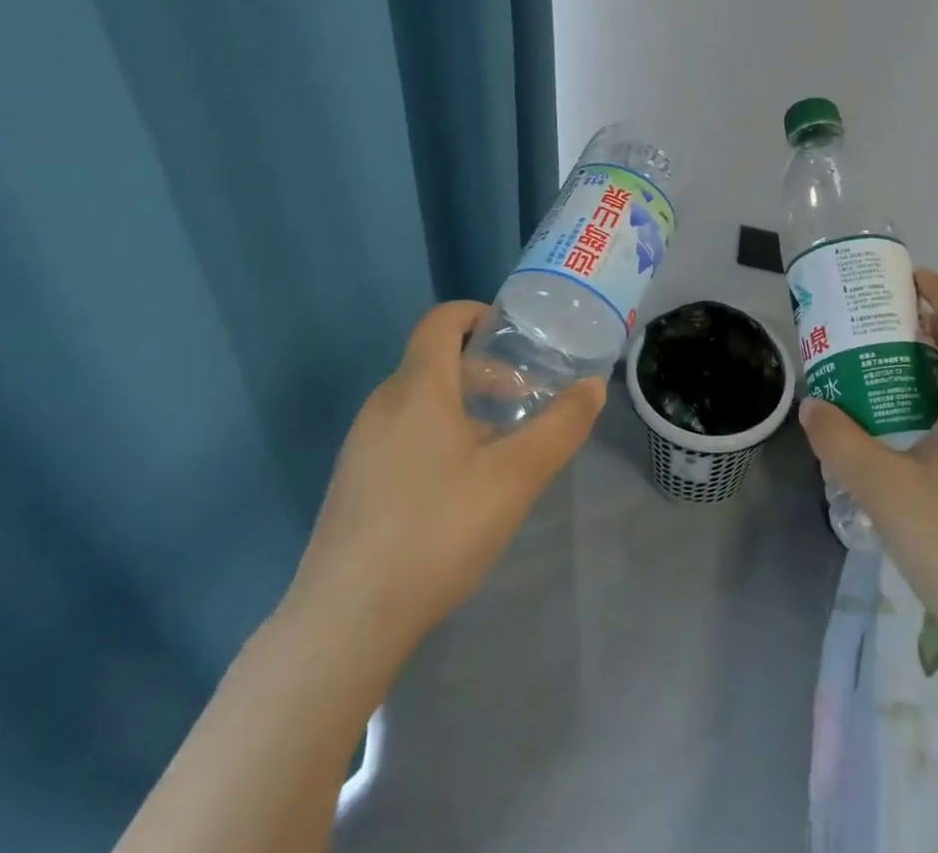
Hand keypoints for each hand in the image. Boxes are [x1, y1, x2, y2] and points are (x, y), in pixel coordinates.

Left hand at [283, 300, 605, 662]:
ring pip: (419, 400)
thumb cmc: (437, 531)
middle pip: (434, 360)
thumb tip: (593, 386)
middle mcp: (382, 405)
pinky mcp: (353, 482)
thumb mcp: (515, 478)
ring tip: (500, 446)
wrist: (344, 623)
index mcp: (417, 388)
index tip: (515, 336)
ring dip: (463, 405)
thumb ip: (560, 427)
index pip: (441, 320)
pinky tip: (459, 486)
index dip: (477, 314)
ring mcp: (361, 445)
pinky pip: (402, 433)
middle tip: (523, 399)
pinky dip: (437, 433)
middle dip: (483, 369)